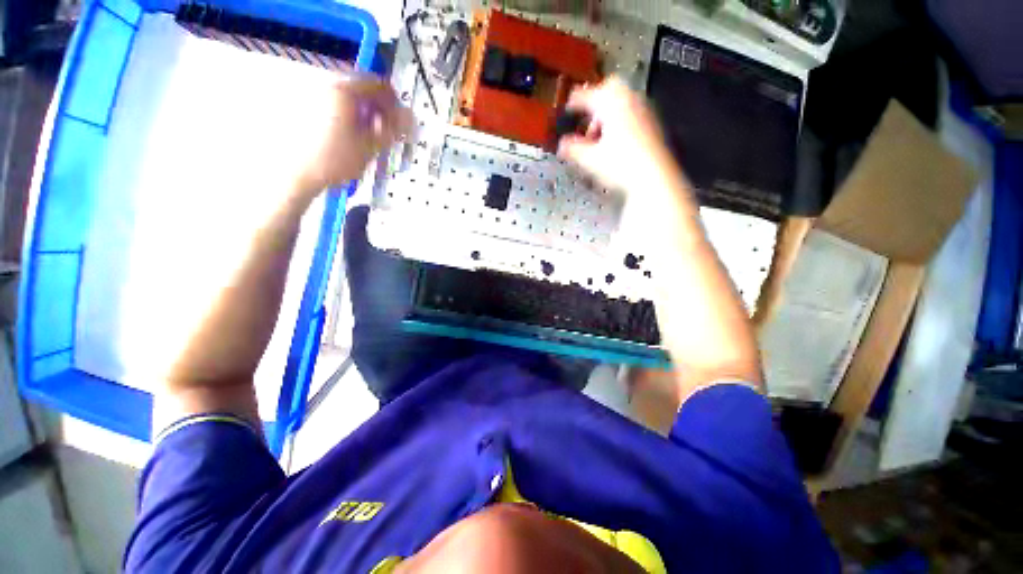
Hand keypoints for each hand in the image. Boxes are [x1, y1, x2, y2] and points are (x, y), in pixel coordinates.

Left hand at [295, 76, 411, 197]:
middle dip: (380, 110)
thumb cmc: (337, 160)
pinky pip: (340, 107)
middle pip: (365, 91)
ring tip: (372, 138)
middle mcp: (330, 88)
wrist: (300, 173)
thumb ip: (392, 129)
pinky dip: (353, 119)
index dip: (394, 103)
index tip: (401, 121)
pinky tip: (355, 138)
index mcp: (345, 92)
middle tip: (388, 132)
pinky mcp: (312, 110)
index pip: (378, 85)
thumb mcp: (371, 146)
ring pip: (353, 100)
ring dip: (368, 116)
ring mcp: (319, 98)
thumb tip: (410, 117)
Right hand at [557, 77, 686, 200]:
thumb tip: (562, 145)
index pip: (587, 95)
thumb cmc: (622, 165)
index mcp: (611, 103)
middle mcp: (629, 101)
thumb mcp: (590, 159)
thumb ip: (572, 149)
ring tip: (598, 136)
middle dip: (595, 101)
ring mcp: (644, 111)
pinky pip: (632, 112)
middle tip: (586, 118)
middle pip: (610, 88)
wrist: (654, 177)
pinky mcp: (652, 125)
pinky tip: (615, 141)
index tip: (568, 108)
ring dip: (607, 113)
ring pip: (622, 101)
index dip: (574, 102)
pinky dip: (620, 120)